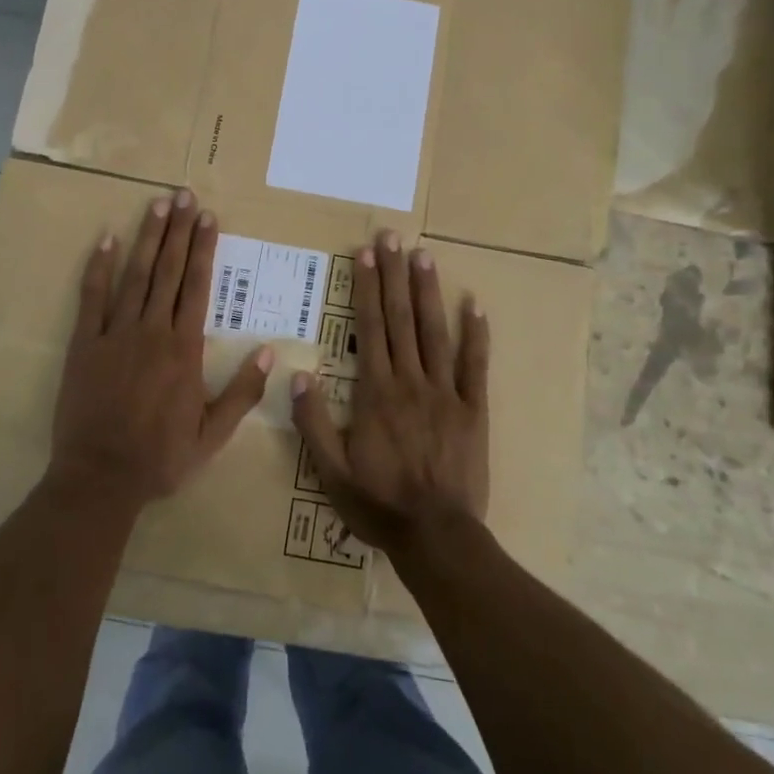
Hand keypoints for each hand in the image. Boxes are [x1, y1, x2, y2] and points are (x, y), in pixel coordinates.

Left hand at [49, 190, 272, 507]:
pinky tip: (106, 239)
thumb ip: (242, 392)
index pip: (197, 287)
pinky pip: (92, 298)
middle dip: (178, 231)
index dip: (203, 249)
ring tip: (156, 205)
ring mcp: (115, 334)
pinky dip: (99, 267)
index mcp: (184, 350)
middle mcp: (152, 332)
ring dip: (147, 238)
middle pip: (168, 271)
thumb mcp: (212, 435)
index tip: (208, 217)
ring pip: (135, 276)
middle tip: (184, 195)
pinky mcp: (84, 344)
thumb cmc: (160, 458)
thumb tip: (269, 352)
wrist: (100, 479)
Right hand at [291, 232, 489, 555]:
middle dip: (393, 275)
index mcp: (376, 392)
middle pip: (400, 319)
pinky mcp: (473, 409)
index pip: (370, 328)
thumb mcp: (330, 472)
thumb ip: (313, 422)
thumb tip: (298, 375)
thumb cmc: (379, 504)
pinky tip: (474, 304)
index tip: (365, 254)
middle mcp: (410, 381)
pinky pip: (474, 366)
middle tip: (391, 237)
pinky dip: (475, 334)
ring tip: (423, 255)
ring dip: (427, 291)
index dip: (367, 288)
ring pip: (434, 332)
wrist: (437, 536)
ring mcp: (445, 393)